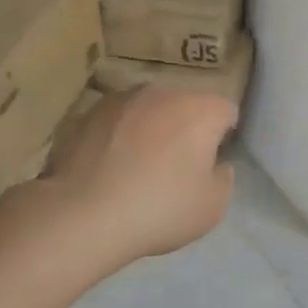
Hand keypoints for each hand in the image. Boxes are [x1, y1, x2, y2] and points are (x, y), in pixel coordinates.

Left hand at [43, 88, 237, 266]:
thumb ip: (223, 178)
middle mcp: (164, 92)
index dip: (223, 137)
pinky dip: (119, 136)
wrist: (81, 214)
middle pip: (186, 105)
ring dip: (151, 128)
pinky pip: (117, 121)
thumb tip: (216, 164)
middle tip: (175, 166)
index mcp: (201, 110)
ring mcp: (123, 98)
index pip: (226, 112)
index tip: (210, 164)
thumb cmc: (158, 209)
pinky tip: (109, 167)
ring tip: (137, 166)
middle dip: (185, 128)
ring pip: (150, 109)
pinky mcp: (90, 112)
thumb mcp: (212, 207)